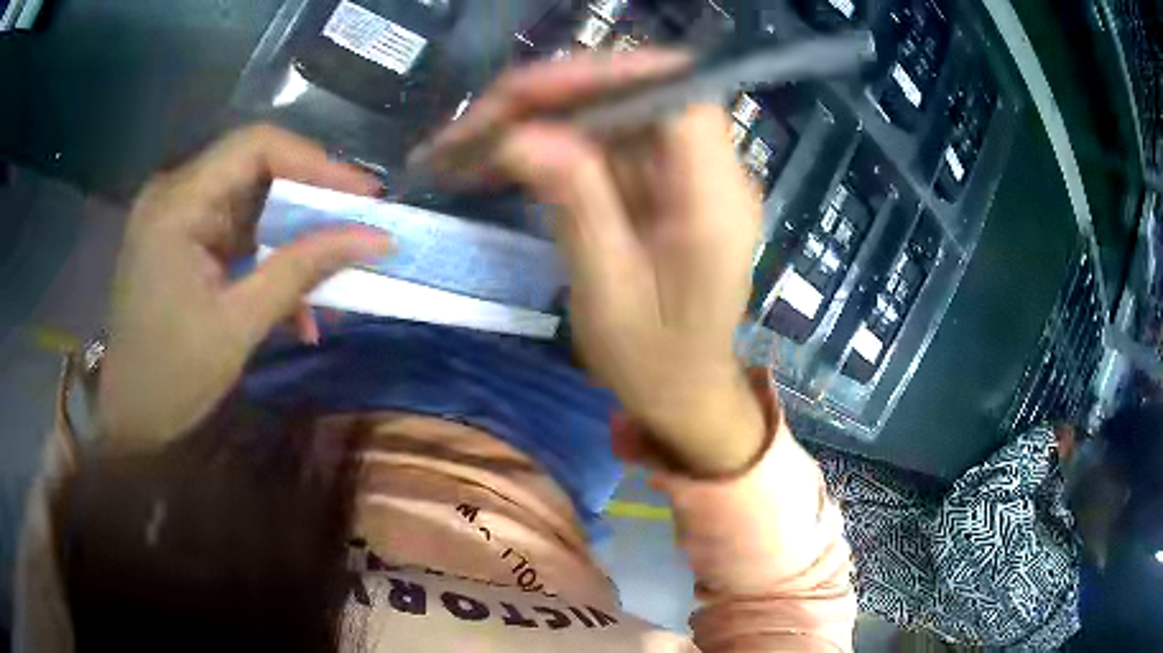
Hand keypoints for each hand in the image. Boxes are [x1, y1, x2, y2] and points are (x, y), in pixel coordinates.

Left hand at [100, 125, 391, 449]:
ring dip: (292, 237)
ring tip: (333, 274)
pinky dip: (266, 258)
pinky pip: (234, 231)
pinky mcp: (180, 239)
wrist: (129, 418)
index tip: (363, 197)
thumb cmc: (173, 378)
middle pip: (255, 169)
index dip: (316, 162)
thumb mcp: (239, 325)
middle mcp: (174, 193)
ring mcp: (175, 216)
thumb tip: (375, 239)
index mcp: (178, 205)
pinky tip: (293, 300)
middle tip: (356, 229)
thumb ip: (302, 270)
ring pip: (250, 202)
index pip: (256, 146)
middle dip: (310, 201)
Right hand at [422, 52, 767, 473]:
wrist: (686, 392)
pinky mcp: (662, 183)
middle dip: (552, 97)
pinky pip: (606, 141)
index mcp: (714, 202)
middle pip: (636, 95)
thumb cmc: (654, 363)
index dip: (606, 76)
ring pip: (612, 112)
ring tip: (470, 140)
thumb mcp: (609, 296)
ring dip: (540, 117)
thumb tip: (523, 136)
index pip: (677, 97)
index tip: (526, 93)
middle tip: (476, 123)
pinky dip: (551, 142)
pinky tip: (502, 156)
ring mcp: (686, 174)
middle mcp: (712, 173)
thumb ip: (577, 207)